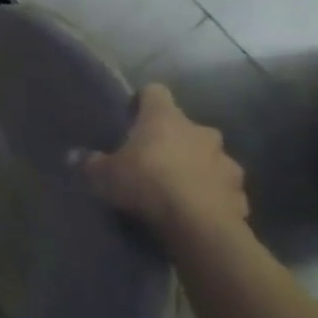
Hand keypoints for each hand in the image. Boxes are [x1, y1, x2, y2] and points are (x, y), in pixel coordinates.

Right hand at [79, 84, 250, 240]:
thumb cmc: (145, 184)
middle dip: (170, 140)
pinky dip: (209, 193)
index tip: (131, 114)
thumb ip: (90, 163)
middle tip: (150, 159)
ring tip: (174, 187)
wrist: (198, 225)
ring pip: (207, 157)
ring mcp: (226, 161)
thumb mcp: (102, 175)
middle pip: (183, 127)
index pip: (154, 92)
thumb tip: (77, 156)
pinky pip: (220, 186)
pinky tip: (193, 208)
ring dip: (193, 166)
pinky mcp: (240, 191)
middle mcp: (201, 132)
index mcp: (165, 119)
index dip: (142, 101)